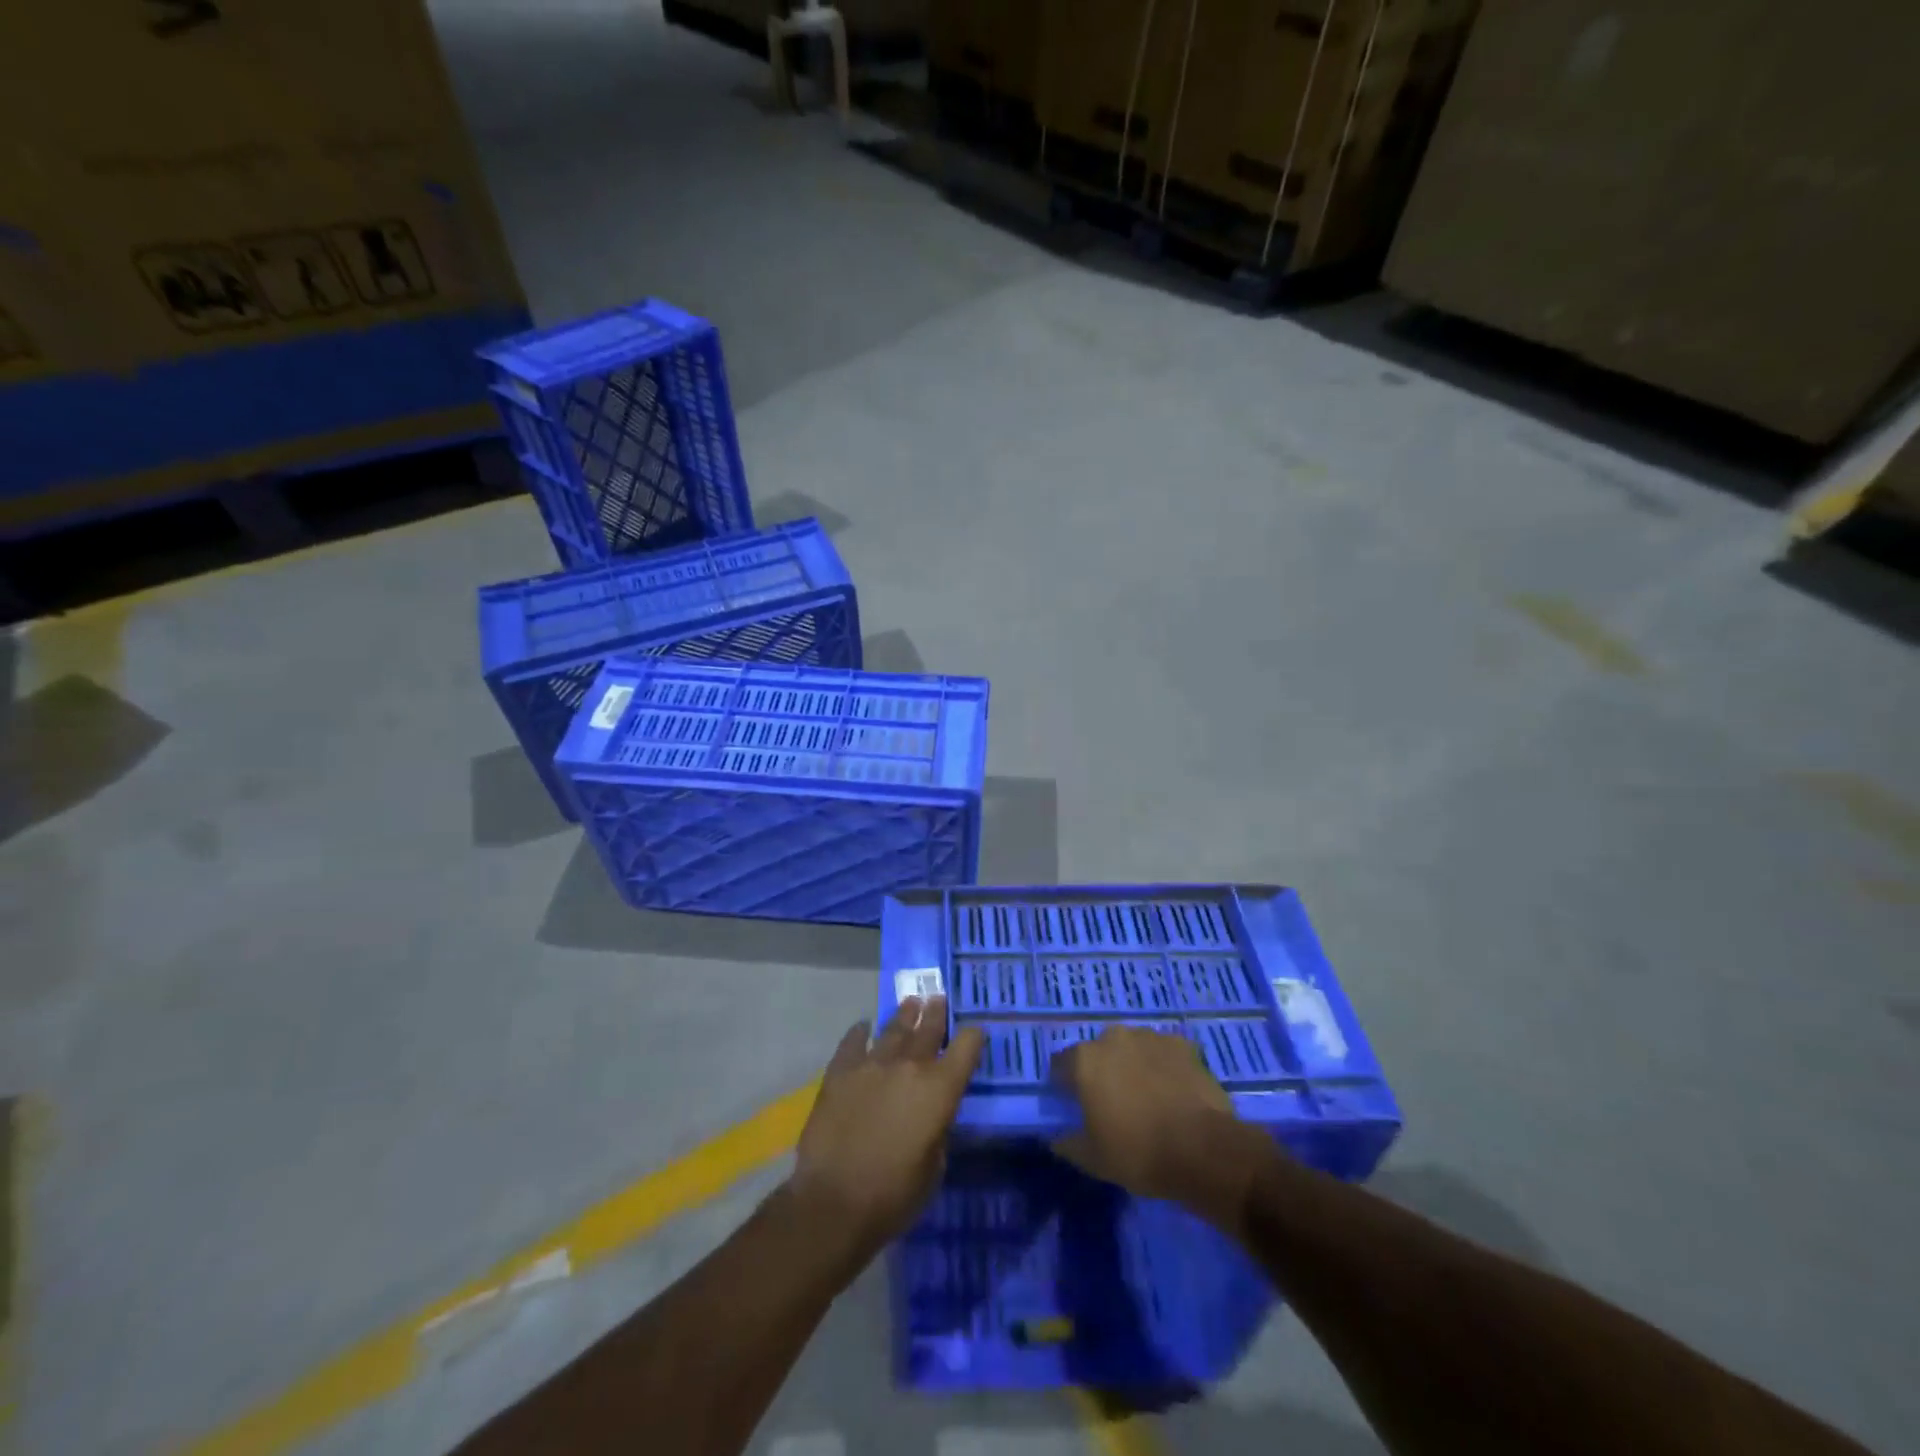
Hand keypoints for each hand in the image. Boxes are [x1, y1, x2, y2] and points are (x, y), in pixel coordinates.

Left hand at [786, 997, 983, 1267]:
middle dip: (936, 1013)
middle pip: (928, 1029)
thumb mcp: (935, 1167)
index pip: (967, 1047)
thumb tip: (931, 1115)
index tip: (974, 1032)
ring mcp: (871, 1064)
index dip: (973, 1037)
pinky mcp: (839, 1072)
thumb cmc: (894, 1195)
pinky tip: (863, 1027)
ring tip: (910, 1003)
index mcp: (940, 1089)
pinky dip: (860, 1033)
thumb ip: (937, 1130)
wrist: (835, 1202)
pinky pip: (853, 1042)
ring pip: (893, 1029)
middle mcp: (909, 1066)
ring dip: (904, 1015)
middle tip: (938, 998)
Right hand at [1050, 1026, 1267, 1226]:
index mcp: (1085, 1060)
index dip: (1065, 1085)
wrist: (1203, 1150)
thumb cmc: (1138, 1152)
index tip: (1075, 1106)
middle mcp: (1113, 1038)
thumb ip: (1068, 1143)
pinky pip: (1163, 1052)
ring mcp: (1150, 1037)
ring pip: (1132, 1048)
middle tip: (1114, 1103)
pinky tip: (1172, 1090)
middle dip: (1102, 1071)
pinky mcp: (1182, 1045)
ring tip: (1147, 1096)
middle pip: (1098, 1052)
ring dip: (1133, 1065)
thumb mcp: (1093, 1159)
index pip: (1061, 1065)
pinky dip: (1163, 1066)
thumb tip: (1056, 1138)